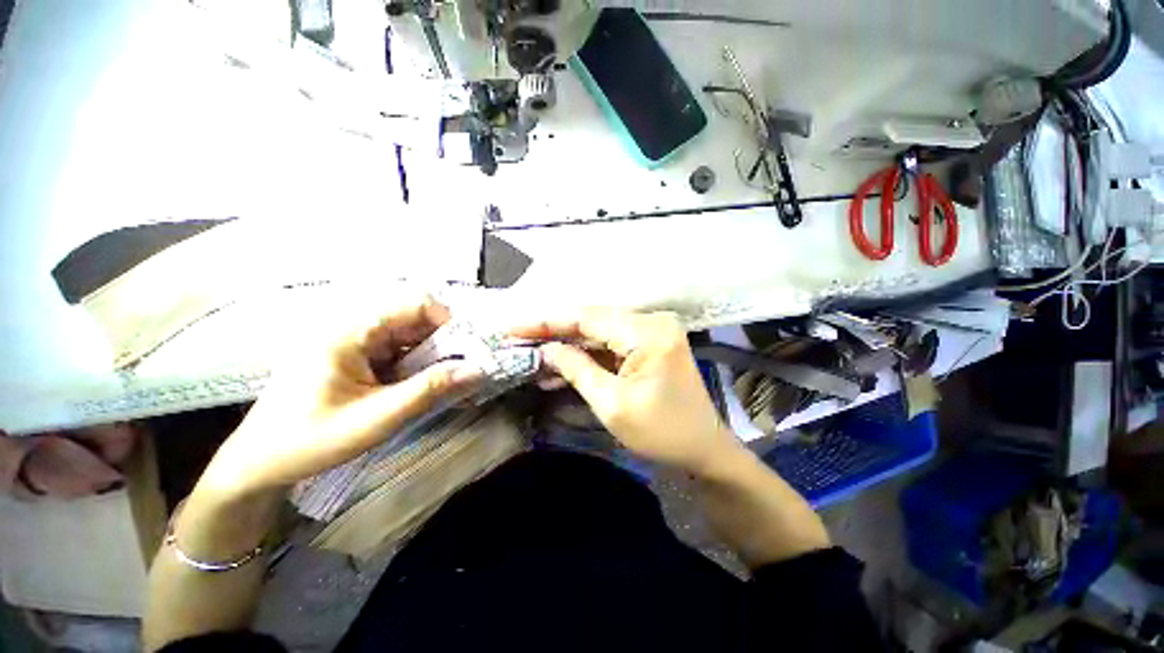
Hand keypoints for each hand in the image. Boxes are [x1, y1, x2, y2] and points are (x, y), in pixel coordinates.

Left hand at [200, 296, 480, 498]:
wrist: (260, 463)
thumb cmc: (310, 441)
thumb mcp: (377, 418)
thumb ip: (430, 390)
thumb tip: (479, 370)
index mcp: (350, 331)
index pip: (414, 303)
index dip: (447, 321)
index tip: (468, 350)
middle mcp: (353, 327)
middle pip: (416, 319)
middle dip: (445, 342)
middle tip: (463, 369)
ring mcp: (354, 341)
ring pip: (411, 335)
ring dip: (434, 355)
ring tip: (449, 381)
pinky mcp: (357, 356)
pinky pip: (399, 350)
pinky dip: (419, 365)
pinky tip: (425, 386)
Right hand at [513, 309, 744, 475]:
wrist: (704, 448)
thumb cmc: (662, 433)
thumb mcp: (612, 404)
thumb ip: (577, 369)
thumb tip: (548, 349)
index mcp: (648, 333)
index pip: (588, 318)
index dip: (548, 322)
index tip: (515, 327)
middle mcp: (652, 322)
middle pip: (593, 320)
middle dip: (555, 331)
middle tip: (519, 337)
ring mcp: (653, 331)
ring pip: (600, 331)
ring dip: (569, 344)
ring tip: (534, 354)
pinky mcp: (650, 343)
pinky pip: (612, 343)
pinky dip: (588, 354)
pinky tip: (562, 365)